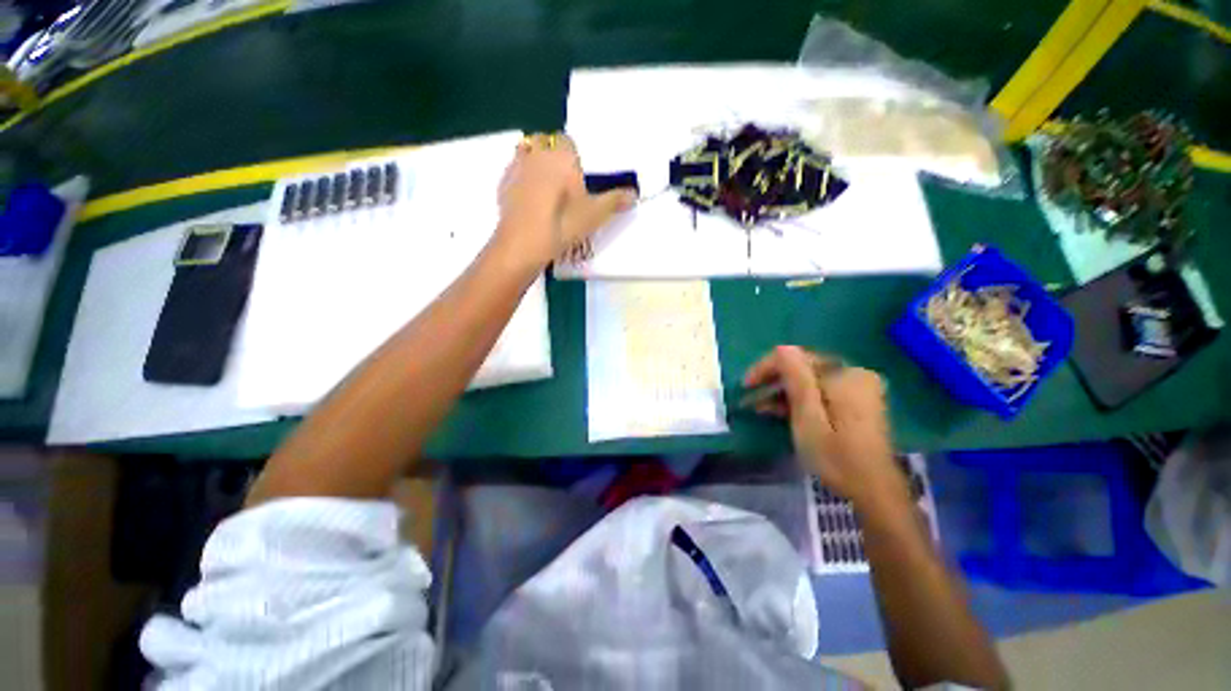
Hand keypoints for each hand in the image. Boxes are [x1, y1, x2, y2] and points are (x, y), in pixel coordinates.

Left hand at [495, 132, 635, 265]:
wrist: (525, 241)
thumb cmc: (564, 222)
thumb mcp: (595, 214)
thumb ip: (615, 201)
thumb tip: (634, 194)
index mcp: (561, 155)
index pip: (566, 140)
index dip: (572, 154)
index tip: (576, 172)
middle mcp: (536, 153)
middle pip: (542, 142)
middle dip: (550, 154)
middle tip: (560, 179)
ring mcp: (515, 167)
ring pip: (525, 154)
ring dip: (533, 164)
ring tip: (543, 189)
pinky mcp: (502, 184)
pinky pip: (513, 173)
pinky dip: (520, 181)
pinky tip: (528, 202)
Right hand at [744, 346, 903, 505]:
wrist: (873, 490)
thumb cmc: (836, 456)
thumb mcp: (808, 418)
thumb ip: (797, 380)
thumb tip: (782, 348)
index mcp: (845, 375)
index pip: (797, 358)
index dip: (767, 368)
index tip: (746, 385)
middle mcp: (854, 373)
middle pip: (804, 368)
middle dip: (774, 382)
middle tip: (750, 399)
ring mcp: (858, 387)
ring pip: (810, 380)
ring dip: (784, 392)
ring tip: (760, 408)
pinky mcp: (857, 401)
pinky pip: (821, 390)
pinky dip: (800, 399)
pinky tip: (781, 410)